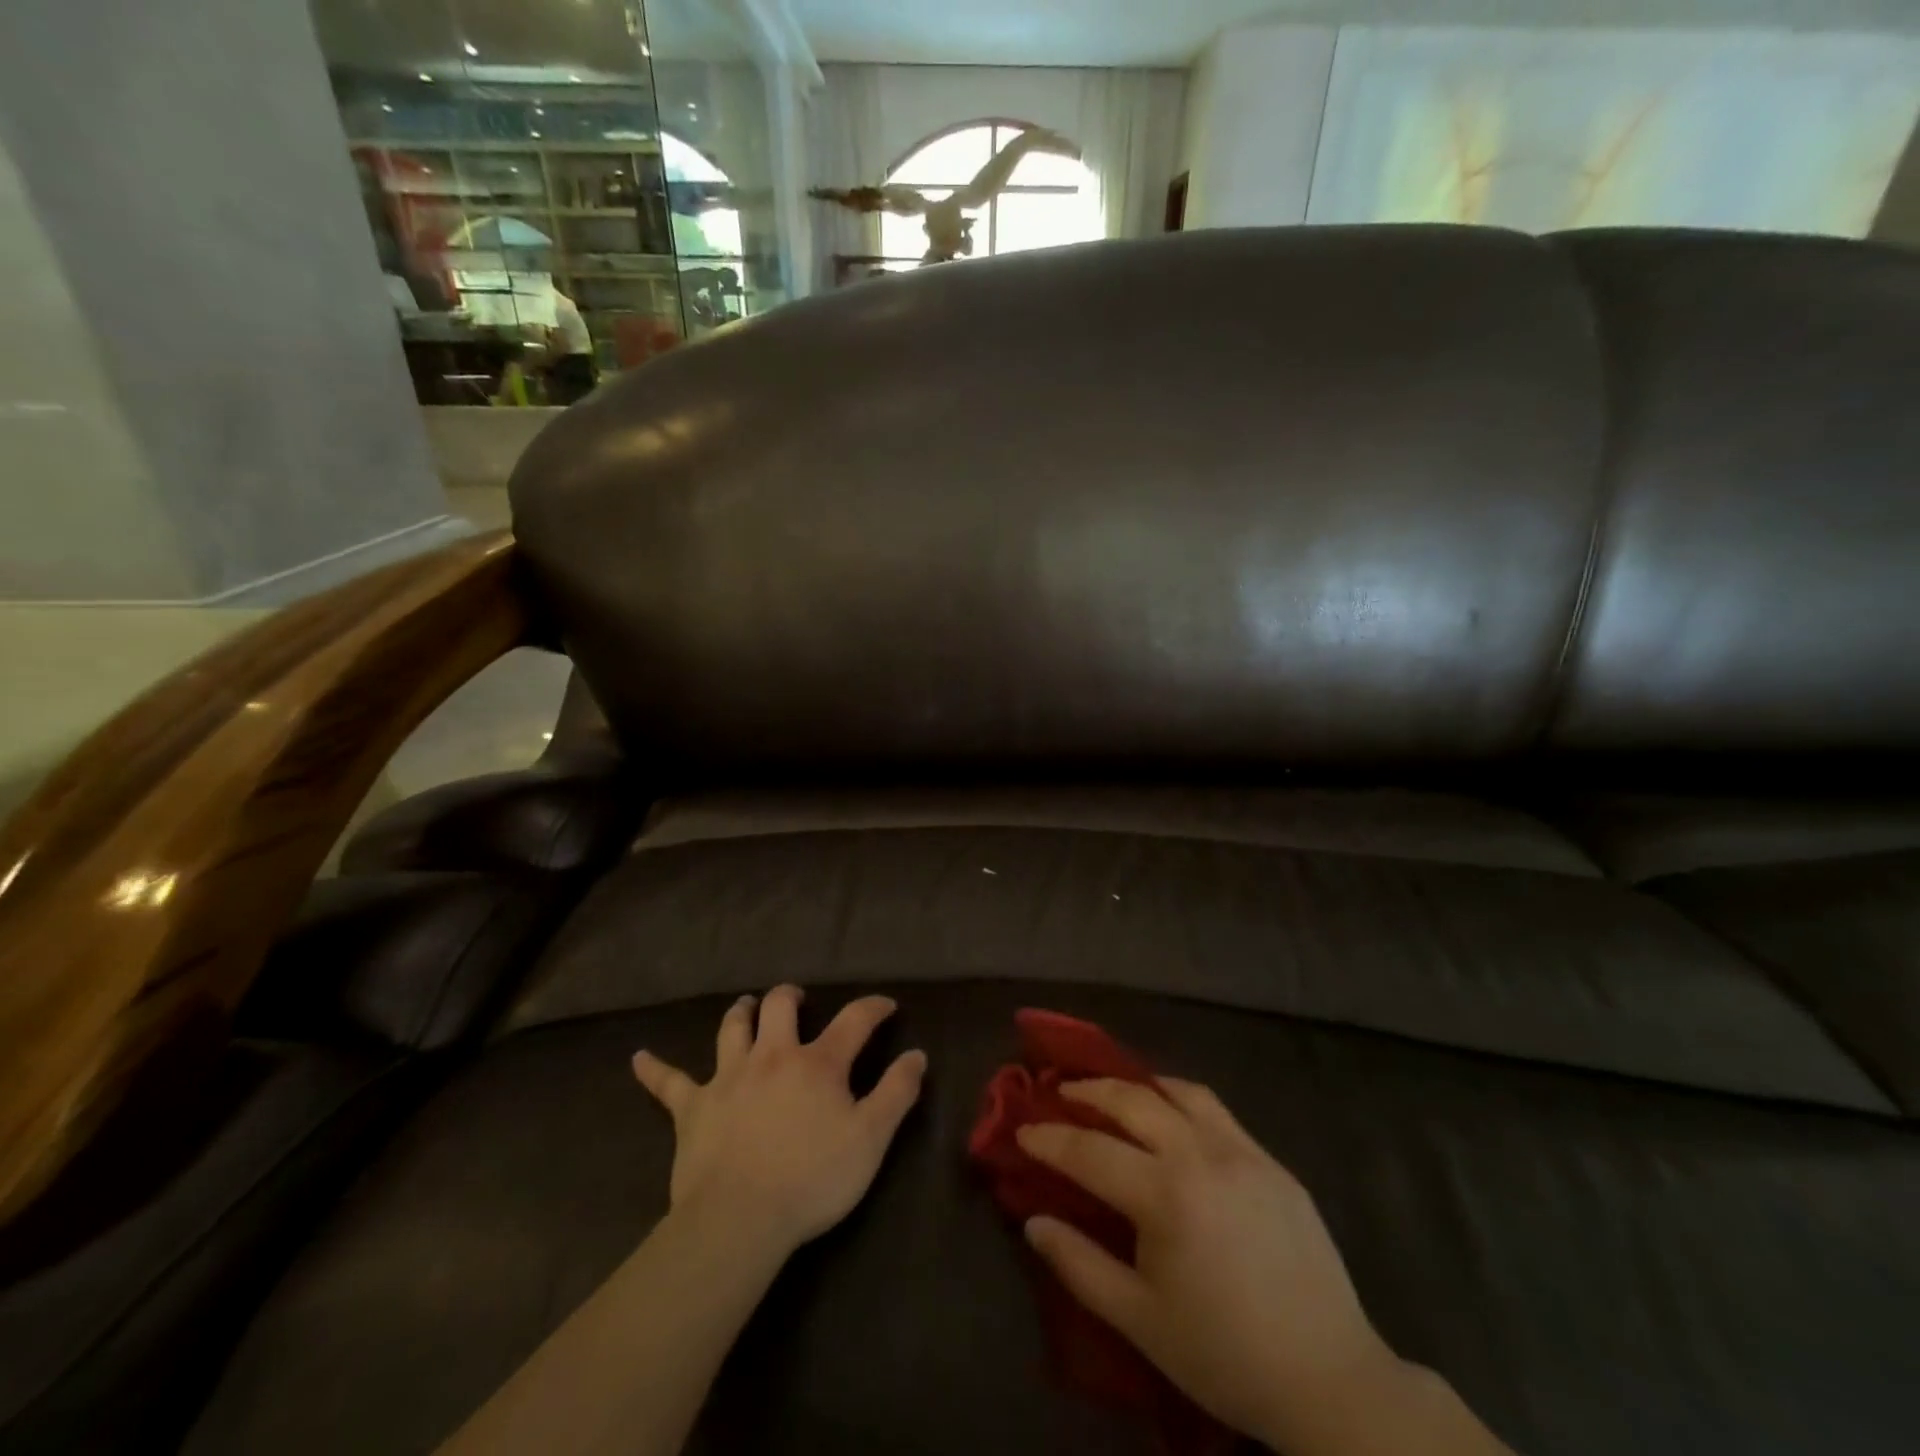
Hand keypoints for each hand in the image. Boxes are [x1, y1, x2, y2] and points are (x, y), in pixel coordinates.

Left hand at [632, 985, 926, 1256]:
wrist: (739, 1220)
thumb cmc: (812, 1179)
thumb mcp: (871, 1139)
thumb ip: (897, 1093)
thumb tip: (917, 1055)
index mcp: (817, 1063)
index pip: (854, 1020)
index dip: (873, 1007)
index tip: (885, 1006)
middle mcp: (772, 1056)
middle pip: (779, 1007)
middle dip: (790, 996)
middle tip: (797, 999)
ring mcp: (728, 1077)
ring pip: (732, 1029)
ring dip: (740, 1014)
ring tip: (745, 1006)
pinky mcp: (692, 1108)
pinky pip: (669, 1083)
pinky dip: (655, 1069)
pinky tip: (638, 1058)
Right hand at [1017, 1078, 1407, 1450]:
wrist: (1329, 1377)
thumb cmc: (1224, 1354)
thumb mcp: (1140, 1321)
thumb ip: (1080, 1265)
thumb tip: (1033, 1221)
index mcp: (1165, 1195)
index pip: (1089, 1150)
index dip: (1049, 1139)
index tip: (1022, 1131)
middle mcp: (1200, 1155)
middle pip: (1131, 1101)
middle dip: (1088, 1091)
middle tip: (1060, 1093)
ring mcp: (1241, 1151)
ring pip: (1177, 1091)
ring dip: (1136, 1085)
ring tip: (1112, 1092)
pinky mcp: (1270, 1160)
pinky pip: (1216, 1109)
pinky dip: (1180, 1097)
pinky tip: (1171, 1114)